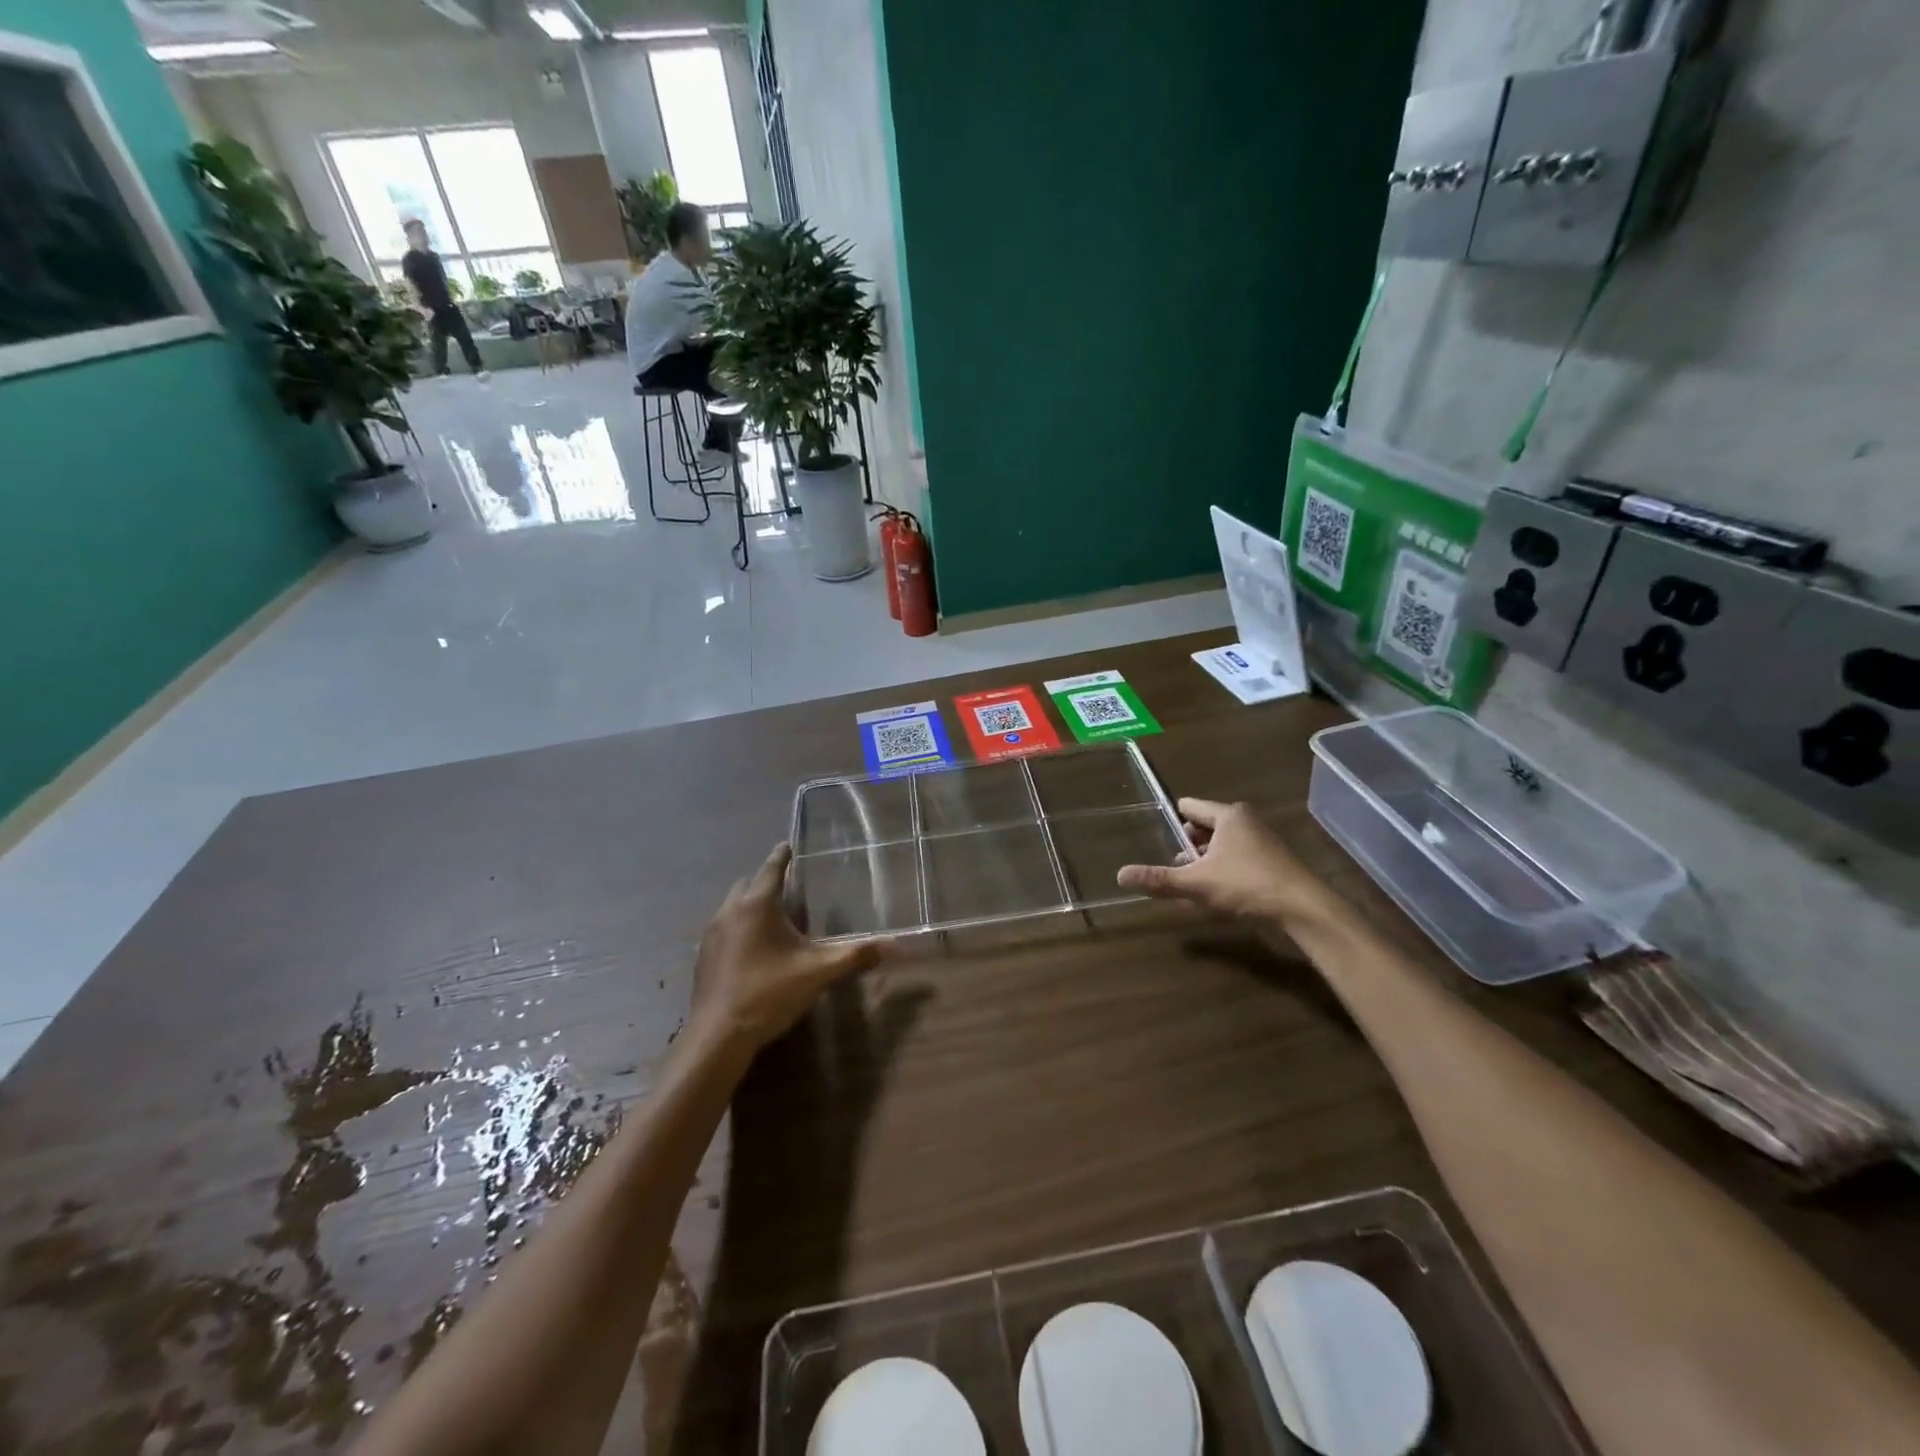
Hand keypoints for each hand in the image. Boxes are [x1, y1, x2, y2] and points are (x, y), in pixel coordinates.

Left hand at [690, 843, 889, 1055]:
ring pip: (732, 907)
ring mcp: (712, 936)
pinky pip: (723, 929)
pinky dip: (739, 927)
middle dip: (765, 879)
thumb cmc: (769, 993)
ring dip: (749, 904)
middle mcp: (729, 913)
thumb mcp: (818, 973)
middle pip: (747, 884)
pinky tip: (753, 948)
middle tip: (786, 884)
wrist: (718, 1037)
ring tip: (772, 915)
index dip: (782, 856)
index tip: (788, 845)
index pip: (771, 869)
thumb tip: (893, 945)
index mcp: (756, 906)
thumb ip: (854, 956)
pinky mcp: (704, 958)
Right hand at [1117, 798, 1331, 923]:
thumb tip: (1119, 874)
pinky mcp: (1273, 860)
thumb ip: (1159, 880)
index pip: (1189, 807)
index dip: (1171, 821)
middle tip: (1174, 868)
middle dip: (1188, 846)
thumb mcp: (1197, 884)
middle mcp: (1246, 820)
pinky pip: (1238, 856)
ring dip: (1205, 860)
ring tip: (1191, 883)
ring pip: (1222, 843)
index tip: (1155, 836)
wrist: (1304, 909)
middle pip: (1205, 826)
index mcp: (1228, 815)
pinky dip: (1224, 869)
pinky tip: (1217, 893)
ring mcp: (1263, 840)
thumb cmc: (1247, 885)